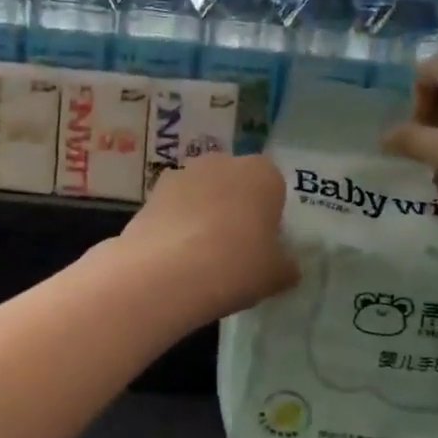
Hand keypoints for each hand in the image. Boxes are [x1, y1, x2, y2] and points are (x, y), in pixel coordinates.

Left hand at [119, 154, 298, 320]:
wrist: (167, 272)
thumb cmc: (237, 265)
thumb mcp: (276, 275)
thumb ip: (286, 266)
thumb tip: (286, 267)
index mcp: (263, 173)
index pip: (273, 188)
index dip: (268, 217)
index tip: (263, 246)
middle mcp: (223, 162)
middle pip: (235, 185)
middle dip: (234, 209)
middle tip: (233, 250)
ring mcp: (183, 174)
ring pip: (201, 193)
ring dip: (202, 215)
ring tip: (199, 256)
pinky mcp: (151, 193)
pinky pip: (173, 208)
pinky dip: (175, 225)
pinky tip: (174, 257)